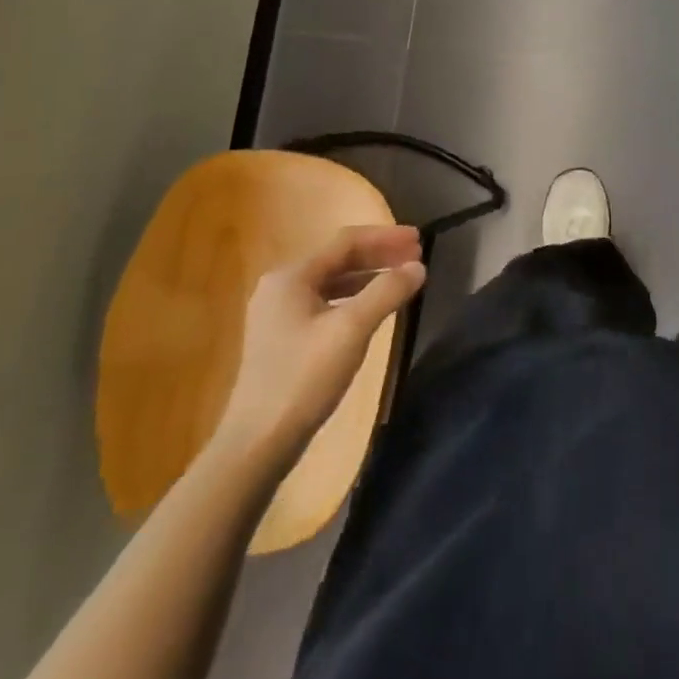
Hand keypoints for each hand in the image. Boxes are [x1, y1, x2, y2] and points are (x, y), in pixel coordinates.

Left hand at [212, 225, 425, 468]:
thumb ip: (387, 292)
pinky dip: (354, 298)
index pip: (346, 241)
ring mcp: (279, 314)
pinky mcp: (283, 338)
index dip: (385, 237)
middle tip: (416, 257)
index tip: (420, 239)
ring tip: (401, 279)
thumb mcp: (351, 330)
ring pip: (333, 281)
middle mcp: (281, 287)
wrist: (258, 441)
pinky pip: (326, 303)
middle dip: (379, 255)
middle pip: (338, 259)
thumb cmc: (304, 378)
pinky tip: (373, 309)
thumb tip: (417, 266)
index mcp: (291, 277)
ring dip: (369, 276)